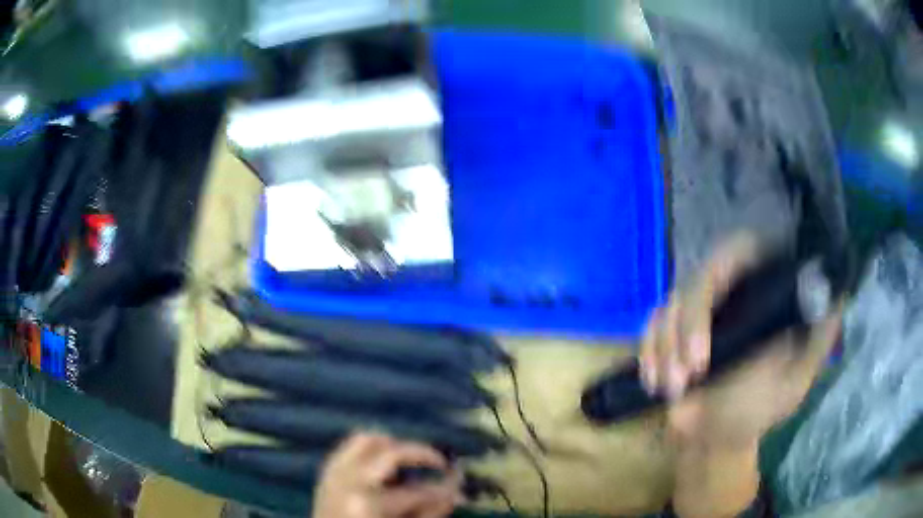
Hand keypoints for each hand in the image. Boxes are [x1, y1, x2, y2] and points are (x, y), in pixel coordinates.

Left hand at [313, 433, 462, 517]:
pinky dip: (370, 448)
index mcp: (369, 504)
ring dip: (392, 445)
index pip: (418, 491)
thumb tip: (455, 491)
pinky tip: (384, 462)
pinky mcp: (326, 472)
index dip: (444, 488)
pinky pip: (349, 447)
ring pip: (365, 440)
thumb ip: (430, 513)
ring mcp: (334, 474)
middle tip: (439, 463)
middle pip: (390, 452)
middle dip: (421, 454)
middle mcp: (349, 481)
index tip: (459, 483)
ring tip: (410, 460)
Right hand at [639, 234, 843, 448]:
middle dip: (689, 327)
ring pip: (670, 305)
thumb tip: (838, 288)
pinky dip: (648, 353)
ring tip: (674, 390)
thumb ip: (818, 339)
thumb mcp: (797, 377)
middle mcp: (729, 291)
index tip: (729, 304)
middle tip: (691, 372)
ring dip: (666, 348)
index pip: (741, 253)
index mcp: (760, 292)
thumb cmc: (760, 409)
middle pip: (699, 278)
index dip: (727, 267)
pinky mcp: (670, 332)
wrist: (716, 439)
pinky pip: (650, 328)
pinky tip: (655, 381)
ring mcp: (696, 312)